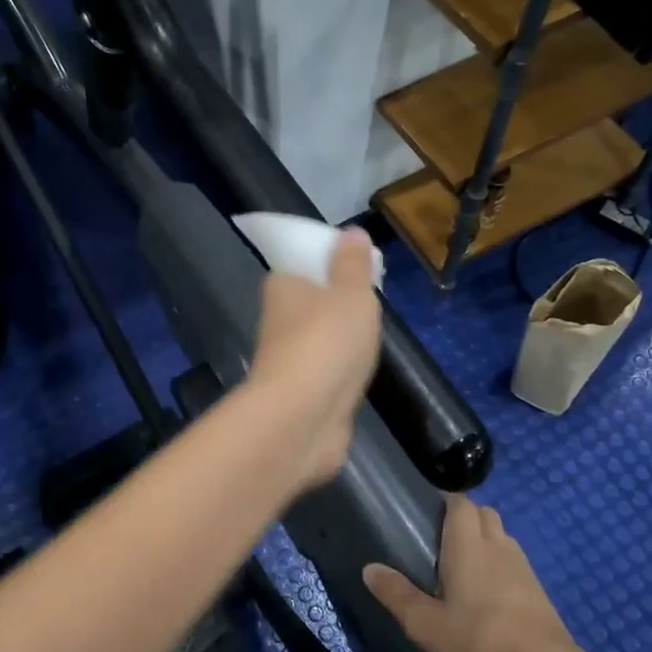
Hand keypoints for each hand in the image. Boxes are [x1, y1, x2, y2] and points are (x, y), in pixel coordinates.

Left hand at [247, 228, 381, 489]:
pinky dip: (340, 370)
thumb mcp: (350, 293)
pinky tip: (360, 371)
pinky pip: (325, 372)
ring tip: (372, 334)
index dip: (326, 262)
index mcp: (283, 287)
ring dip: (339, 339)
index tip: (357, 266)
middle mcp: (279, 320)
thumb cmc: (326, 342)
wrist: (302, 419)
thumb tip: (350, 232)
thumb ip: (352, 264)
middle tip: (372, 300)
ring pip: (317, 339)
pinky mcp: (301, 394)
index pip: (299, 264)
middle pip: (309, 302)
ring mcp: (288, 361)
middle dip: (336, 302)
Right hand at [363, 494, 575, 651]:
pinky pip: (516, 564)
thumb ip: (397, 594)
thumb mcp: (425, 624)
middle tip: (442, 539)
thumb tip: (369, 568)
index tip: (427, 511)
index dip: (446, 501)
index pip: (461, 503)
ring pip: (503, 537)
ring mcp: (524, 567)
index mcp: (468, 544)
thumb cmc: (479, 638)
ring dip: (486, 541)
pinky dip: (502, 566)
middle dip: (466, 517)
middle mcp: (498, 546)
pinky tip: (490, 593)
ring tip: (465, 565)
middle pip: (485, 514)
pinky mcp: (540, 592)